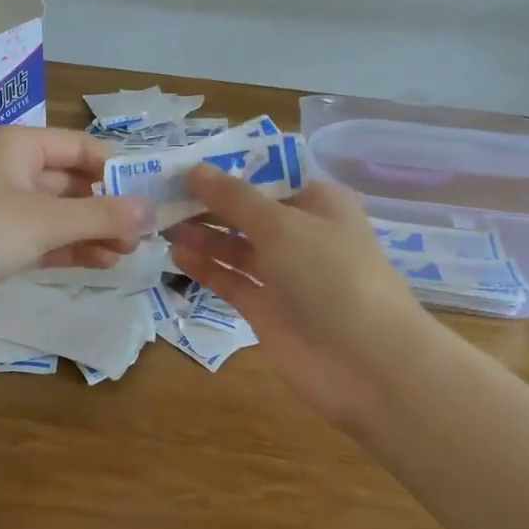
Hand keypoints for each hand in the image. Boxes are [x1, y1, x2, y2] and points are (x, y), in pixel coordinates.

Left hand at [0, 125, 153, 343]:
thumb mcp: (46, 219)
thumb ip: (102, 215)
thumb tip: (151, 210)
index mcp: (15, 145)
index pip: (78, 147)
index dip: (116, 168)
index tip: (150, 194)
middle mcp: (7, 170)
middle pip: (70, 181)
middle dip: (107, 205)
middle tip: (145, 231)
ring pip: (58, 214)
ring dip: (93, 230)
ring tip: (130, 251)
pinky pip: (42, 239)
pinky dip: (70, 248)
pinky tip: (103, 262)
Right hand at [169, 166, 435, 430]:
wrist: (368, 363)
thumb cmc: (331, 275)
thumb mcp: (282, 225)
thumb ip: (234, 198)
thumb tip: (195, 169)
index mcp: (318, 203)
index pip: (267, 177)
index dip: (227, 171)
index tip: (184, 165)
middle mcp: (301, 234)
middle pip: (247, 212)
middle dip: (208, 204)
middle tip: (160, 195)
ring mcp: (284, 274)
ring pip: (236, 247)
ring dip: (202, 234)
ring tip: (161, 224)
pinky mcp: (267, 309)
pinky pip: (231, 280)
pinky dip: (206, 267)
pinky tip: (176, 254)